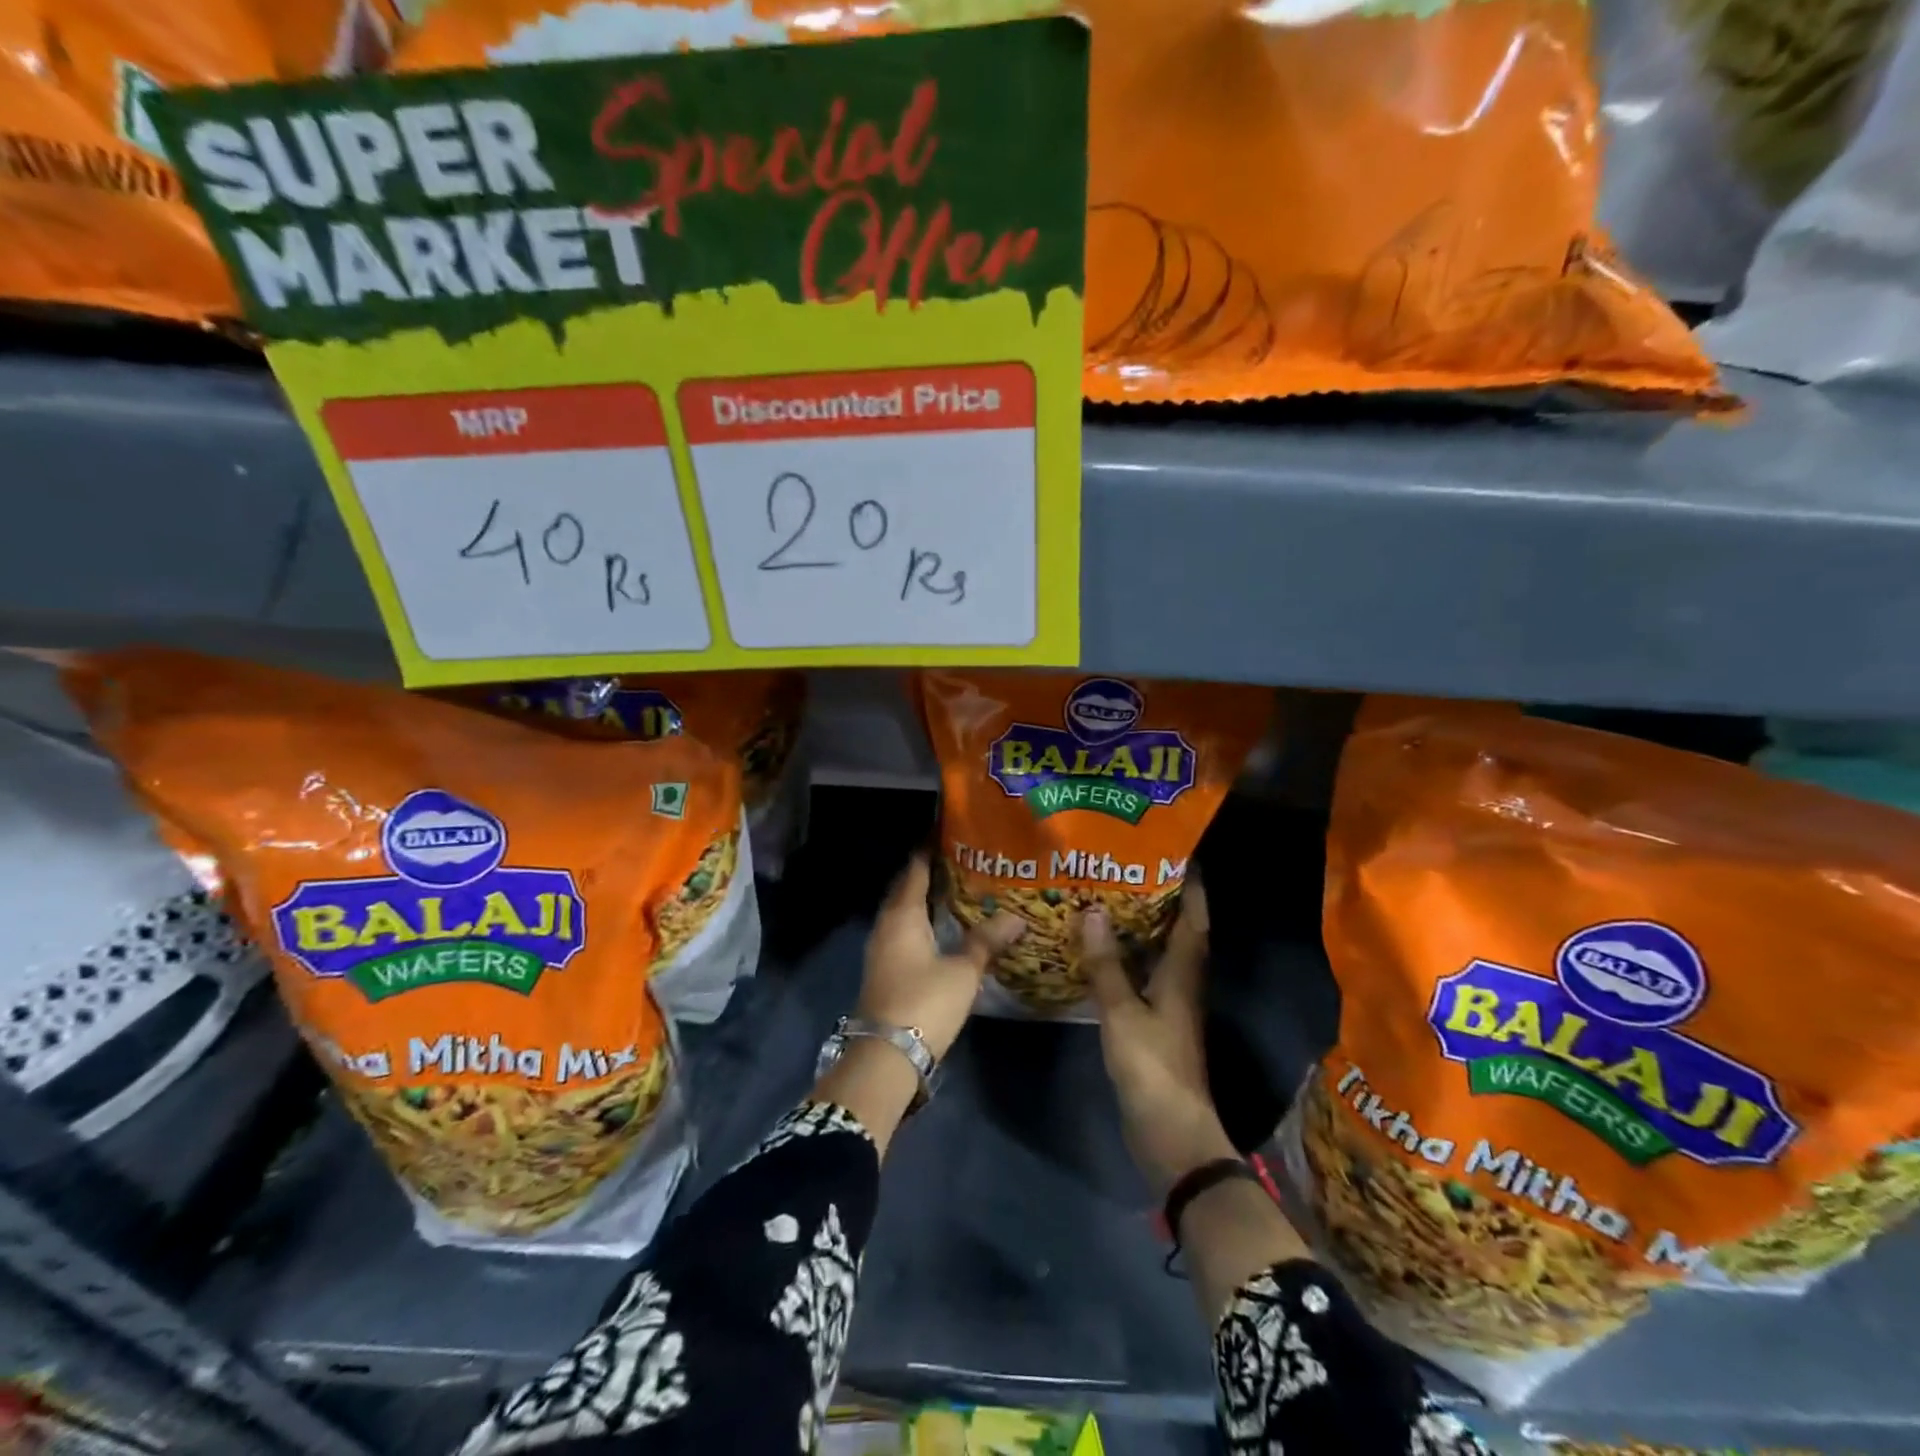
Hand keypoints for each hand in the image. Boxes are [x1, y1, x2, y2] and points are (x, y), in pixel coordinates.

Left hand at [858, 854, 1025, 1060]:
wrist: (886, 1055)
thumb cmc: (924, 1002)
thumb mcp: (963, 971)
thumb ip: (987, 941)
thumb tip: (1016, 918)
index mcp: (903, 914)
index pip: (915, 870)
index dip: (930, 850)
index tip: (949, 834)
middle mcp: (887, 924)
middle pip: (907, 889)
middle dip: (930, 874)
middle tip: (963, 861)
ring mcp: (882, 948)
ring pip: (904, 912)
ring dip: (926, 900)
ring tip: (958, 891)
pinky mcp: (885, 969)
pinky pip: (904, 932)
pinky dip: (922, 922)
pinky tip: (944, 928)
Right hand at [1084, 881, 1236, 1196]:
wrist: (1171, 1134)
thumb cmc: (1152, 1067)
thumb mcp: (1122, 1012)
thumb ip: (1107, 964)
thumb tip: (1094, 912)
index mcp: (1183, 974)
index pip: (1193, 919)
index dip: (1191, 887)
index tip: (1177, 854)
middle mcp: (1183, 983)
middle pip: (1178, 932)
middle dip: (1161, 900)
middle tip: (1129, 869)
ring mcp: (1171, 1006)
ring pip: (1160, 954)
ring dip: (1143, 928)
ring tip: (1111, 900)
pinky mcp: (1157, 1024)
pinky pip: (1145, 977)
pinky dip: (1129, 959)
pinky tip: (1103, 952)